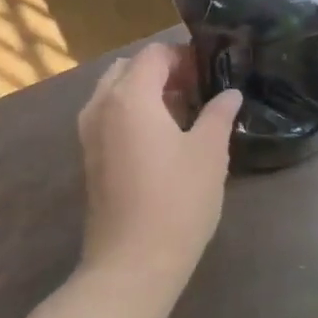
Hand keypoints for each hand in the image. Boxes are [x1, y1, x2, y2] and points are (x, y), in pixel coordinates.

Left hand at [75, 43, 242, 293]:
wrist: (132, 262)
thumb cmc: (177, 202)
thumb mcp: (209, 153)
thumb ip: (218, 115)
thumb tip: (229, 94)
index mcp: (129, 96)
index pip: (154, 55)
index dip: (184, 56)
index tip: (211, 72)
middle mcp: (101, 106)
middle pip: (128, 69)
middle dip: (161, 71)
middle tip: (196, 90)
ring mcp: (89, 133)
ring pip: (114, 92)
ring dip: (144, 92)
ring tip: (182, 114)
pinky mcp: (89, 157)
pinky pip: (108, 116)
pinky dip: (131, 113)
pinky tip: (161, 139)